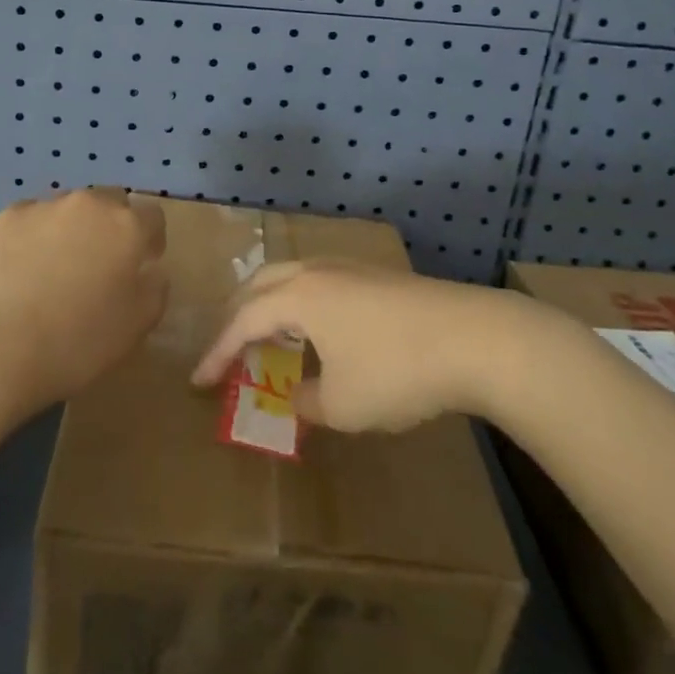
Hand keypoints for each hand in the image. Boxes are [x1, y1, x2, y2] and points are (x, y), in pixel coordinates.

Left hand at [0, 189, 166, 413]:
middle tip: (100, 265)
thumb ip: (155, 289)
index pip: (153, 217)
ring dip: (73, 228)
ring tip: (56, 269)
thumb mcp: (138, 326)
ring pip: (70, 208)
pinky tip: (23, 270)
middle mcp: (89, 204)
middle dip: (112, 226)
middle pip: (111, 203)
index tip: (141, 267)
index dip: (150, 241)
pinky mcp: (6, 217)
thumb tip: (150, 270)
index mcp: (127, 227)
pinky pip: (32, 219)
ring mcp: (44, 206)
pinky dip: (35, 236)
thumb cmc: (77, 342)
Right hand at [191, 259, 533, 432]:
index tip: (198, 382)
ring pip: (290, 278)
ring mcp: (349, 268)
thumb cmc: (398, 371)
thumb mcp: (343, 404)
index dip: (217, 353)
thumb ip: (306, 403)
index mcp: (298, 297)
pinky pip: (318, 283)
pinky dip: (299, 304)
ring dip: (268, 305)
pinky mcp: (376, 276)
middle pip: (259, 284)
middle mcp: (316, 273)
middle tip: (226, 349)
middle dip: (236, 317)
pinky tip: (316, 329)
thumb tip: (294, 397)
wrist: (476, 337)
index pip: (242, 321)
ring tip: (266, 336)